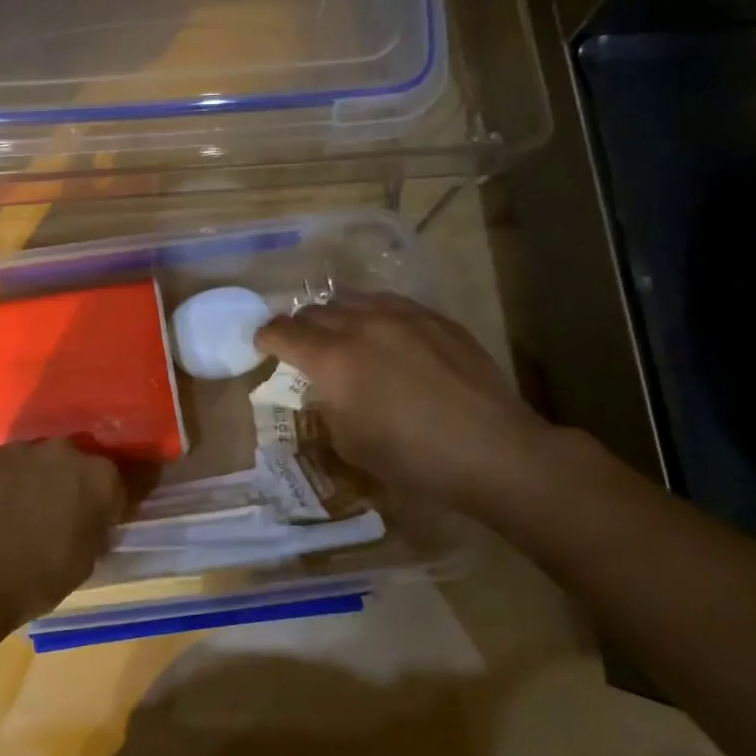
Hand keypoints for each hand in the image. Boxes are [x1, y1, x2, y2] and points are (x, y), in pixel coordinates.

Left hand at [0, 440, 124, 635]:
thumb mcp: (85, 562)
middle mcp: (64, 451)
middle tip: (59, 516)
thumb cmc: (35, 579)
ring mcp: (21, 449)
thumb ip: (95, 530)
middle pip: (77, 465)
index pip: (117, 484)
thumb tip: (91, 520)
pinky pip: (6, 465)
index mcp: (99, 477)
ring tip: (21, 513)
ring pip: (39, 461)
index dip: (110, 504)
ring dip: (38, 480)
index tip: (100, 522)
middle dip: (73, 485)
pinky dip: (6, 481)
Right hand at [255, 292, 556, 521]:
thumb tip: (325, 389)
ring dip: (336, 315)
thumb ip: (326, 405)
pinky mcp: (436, 318)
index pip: (282, 332)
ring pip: (352, 299)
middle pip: (314, 311)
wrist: (492, 449)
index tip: (263, 345)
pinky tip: (384, 334)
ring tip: (341, 334)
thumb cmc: (411, 457)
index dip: (266, 337)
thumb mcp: (348, 442)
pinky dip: (373, 314)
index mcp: (332, 358)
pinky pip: (390, 303)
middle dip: (299, 327)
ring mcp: (402, 316)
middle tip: (301, 346)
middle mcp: (361, 325)